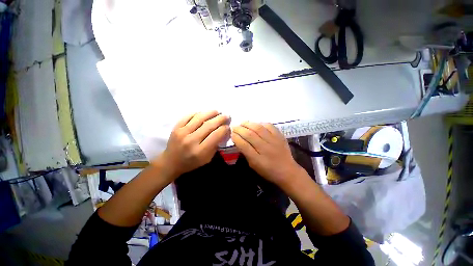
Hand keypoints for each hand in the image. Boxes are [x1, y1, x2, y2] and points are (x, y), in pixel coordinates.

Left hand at [153, 111, 229, 180]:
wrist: (171, 162)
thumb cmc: (191, 162)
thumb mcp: (207, 159)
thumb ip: (215, 145)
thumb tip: (223, 132)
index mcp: (200, 151)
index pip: (215, 135)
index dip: (224, 128)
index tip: (228, 126)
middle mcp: (191, 140)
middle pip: (209, 125)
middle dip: (220, 119)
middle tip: (226, 115)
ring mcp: (182, 132)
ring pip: (199, 118)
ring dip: (210, 113)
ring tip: (217, 111)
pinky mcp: (176, 127)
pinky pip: (188, 116)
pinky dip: (197, 113)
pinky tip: (203, 113)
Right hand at [231, 122, 303, 187]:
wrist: (288, 171)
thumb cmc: (268, 171)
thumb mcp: (254, 166)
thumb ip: (246, 153)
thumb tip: (239, 140)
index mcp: (257, 159)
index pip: (244, 145)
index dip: (236, 138)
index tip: (231, 133)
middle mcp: (265, 149)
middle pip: (250, 135)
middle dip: (240, 129)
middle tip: (234, 126)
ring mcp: (274, 141)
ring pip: (259, 128)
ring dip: (248, 124)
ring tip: (242, 122)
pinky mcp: (280, 136)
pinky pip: (269, 126)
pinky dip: (261, 123)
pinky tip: (256, 124)